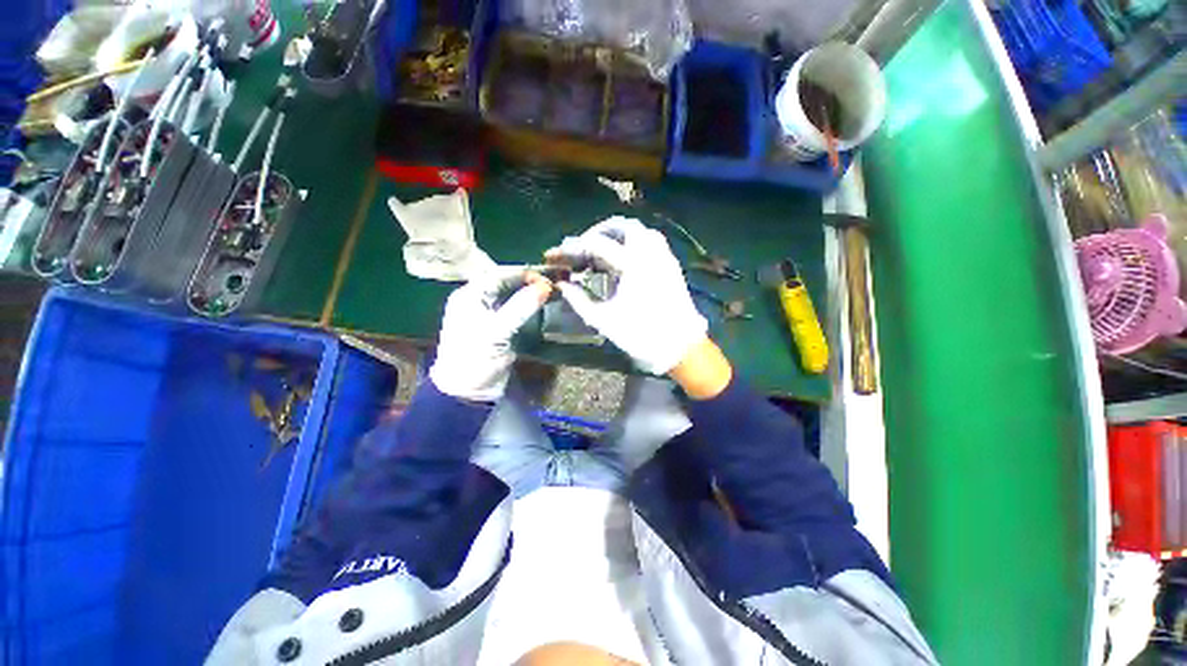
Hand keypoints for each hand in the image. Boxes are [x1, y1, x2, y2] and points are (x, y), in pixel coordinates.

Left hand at [429, 269, 551, 400]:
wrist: (466, 393)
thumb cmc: (475, 360)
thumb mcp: (497, 332)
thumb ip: (520, 307)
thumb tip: (545, 286)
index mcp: (468, 296)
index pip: (497, 274)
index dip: (522, 274)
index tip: (546, 279)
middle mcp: (476, 300)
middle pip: (504, 281)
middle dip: (527, 281)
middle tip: (550, 285)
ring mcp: (486, 314)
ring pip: (510, 294)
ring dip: (528, 292)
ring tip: (549, 293)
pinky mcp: (496, 327)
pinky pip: (513, 309)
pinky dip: (527, 305)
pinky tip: (540, 306)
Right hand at [546, 217, 707, 374]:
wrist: (679, 347)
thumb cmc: (641, 335)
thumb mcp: (604, 320)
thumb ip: (579, 300)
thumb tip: (563, 285)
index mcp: (632, 266)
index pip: (598, 244)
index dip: (575, 246)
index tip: (561, 253)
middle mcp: (650, 254)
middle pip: (624, 226)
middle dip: (600, 231)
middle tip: (584, 245)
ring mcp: (664, 258)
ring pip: (642, 231)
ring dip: (620, 234)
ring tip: (604, 249)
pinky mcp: (672, 266)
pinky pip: (653, 242)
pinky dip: (636, 242)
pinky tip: (626, 259)